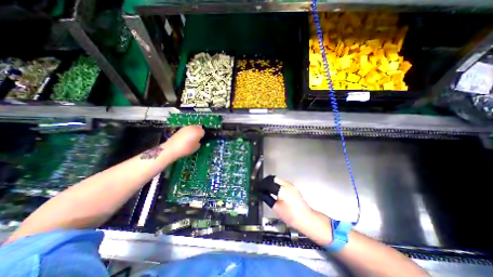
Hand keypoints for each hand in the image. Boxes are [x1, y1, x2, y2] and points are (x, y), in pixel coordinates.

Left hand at [163, 125, 204, 158]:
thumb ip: (199, 142)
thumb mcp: (196, 147)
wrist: (171, 148)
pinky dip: (188, 132)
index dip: (203, 136)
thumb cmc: (186, 149)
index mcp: (198, 131)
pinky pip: (188, 129)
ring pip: (193, 127)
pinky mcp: (181, 129)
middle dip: (199, 132)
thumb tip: (198, 140)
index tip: (201, 140)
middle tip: (197, 139)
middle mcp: (193, 127)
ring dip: (194, 131)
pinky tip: (186, 138)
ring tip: (191, 138)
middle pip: (199, 127)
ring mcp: (186, 127)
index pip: (204, 132)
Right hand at [257, 178, 332, 243]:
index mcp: (282, 190)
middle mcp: (287, 184)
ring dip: (270, 182)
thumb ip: (268, 198)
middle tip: (260, 187)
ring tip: (265, 189)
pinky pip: (281, 182)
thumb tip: (261, 193)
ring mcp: (291, 185)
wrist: (306, 219)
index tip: (256, 187)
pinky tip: (273, 190)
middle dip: (265, 181)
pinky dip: (275, 184)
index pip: (268, 183)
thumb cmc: (291, 216)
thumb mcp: (277, 208)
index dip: (261, 185)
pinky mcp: (293, 187)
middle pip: (273, 178)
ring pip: (277, 179)